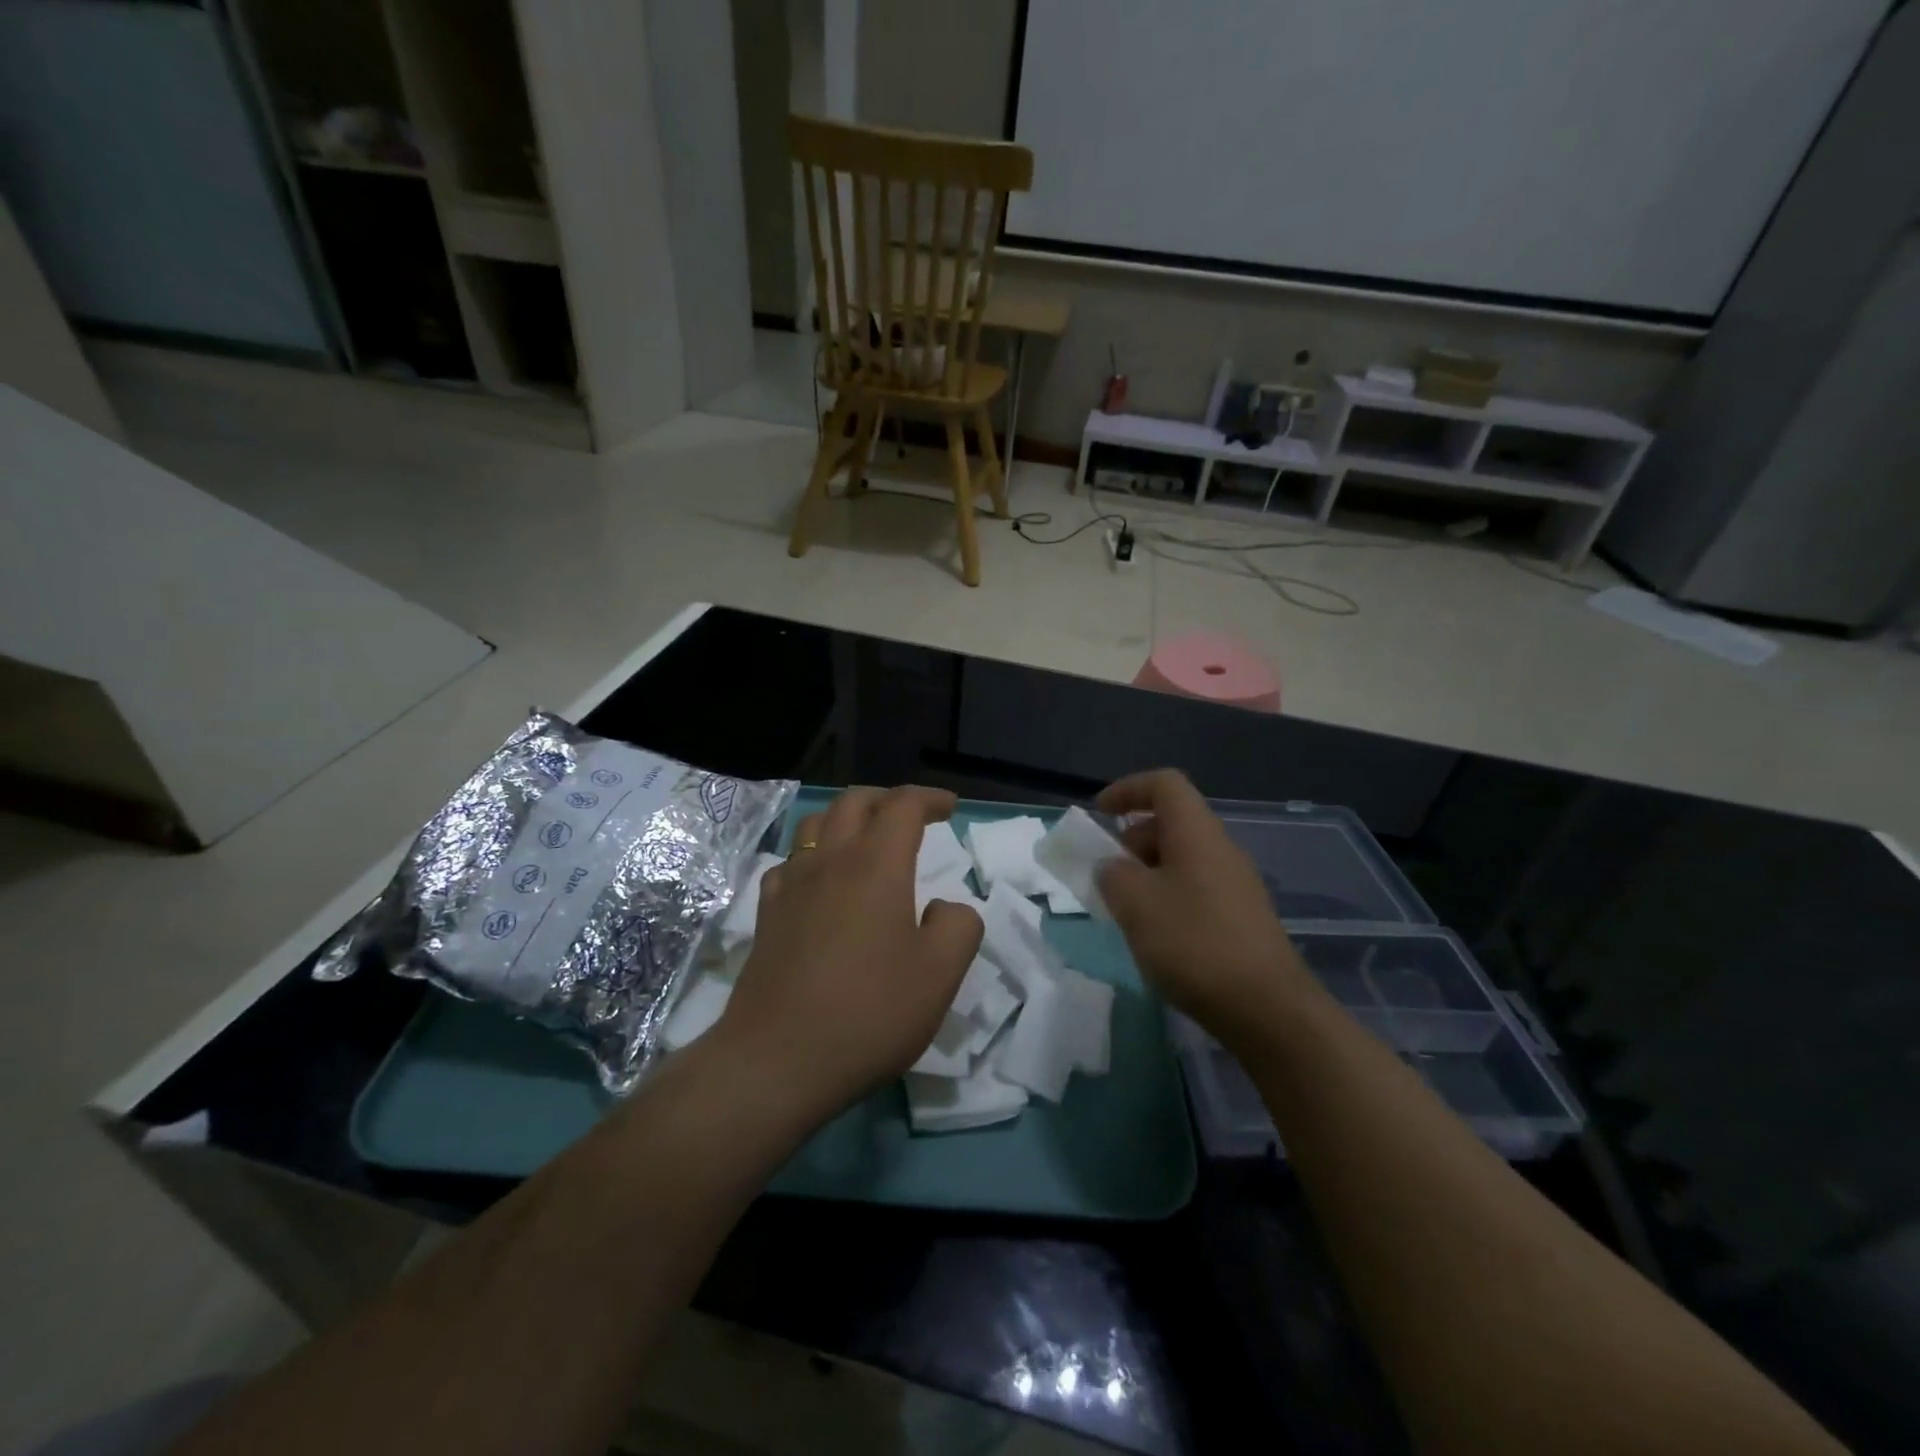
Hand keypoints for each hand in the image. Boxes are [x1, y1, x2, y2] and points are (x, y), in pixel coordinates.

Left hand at [715, 786, 983, 1117]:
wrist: (777, 1060)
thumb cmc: (869, 1012)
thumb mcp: (940, 975)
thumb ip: (959, 926)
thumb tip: (945, 908)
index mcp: (876, 865)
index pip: (902, 805)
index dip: (930, 799)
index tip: (950, 809)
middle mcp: (829, 861)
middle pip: (854, 802)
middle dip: (887, 798)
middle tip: (912, 816)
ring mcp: (791, 885)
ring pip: (815, 825)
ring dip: (847, 818)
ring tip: (866, 839)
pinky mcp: (766, 914)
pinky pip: (790, 862)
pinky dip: (813, 855)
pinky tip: (821, 882)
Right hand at [1095, 770, 1313, 1036]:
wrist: (1268, 1009)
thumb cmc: (1194, 943)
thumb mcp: (1136, 904)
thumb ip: (1113, 875)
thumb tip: (1114, 868)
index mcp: (1197, 833)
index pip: (1164, 785)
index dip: (1128, 789)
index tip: (1099, 813)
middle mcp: (1220, 849)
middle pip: (1172, 822)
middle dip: (1132, 839)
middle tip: (1107, 874)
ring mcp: (1236, 885)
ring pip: (1182, 859)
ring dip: (1147, 872)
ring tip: (1126, 909)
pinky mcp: (1242, 918)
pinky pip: (1195, 888)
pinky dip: (1167, 897)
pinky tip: (1156, 935)